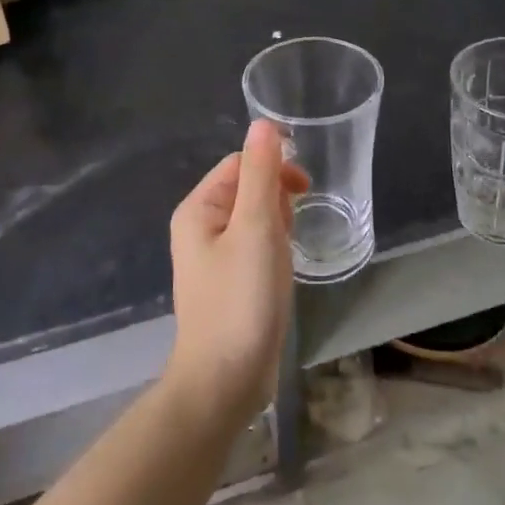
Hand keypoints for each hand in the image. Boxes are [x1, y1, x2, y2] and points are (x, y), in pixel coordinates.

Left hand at [166, 119, 308, 422]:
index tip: (305, 189)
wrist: (225, 380)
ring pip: (254, 219)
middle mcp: (199, 227)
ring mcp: (213, 257)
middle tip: (292, 230)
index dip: (273, 167)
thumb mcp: (257, 229)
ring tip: (286, 255)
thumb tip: (263, 123)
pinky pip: (255, 247)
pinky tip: (283, 271)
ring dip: (278, 225)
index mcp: (198, 208)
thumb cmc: (241, 299)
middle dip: (277, 198)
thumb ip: (262, 174)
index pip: (240, 163)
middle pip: (246, 188)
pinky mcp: (229, 282)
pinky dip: (274, 250)